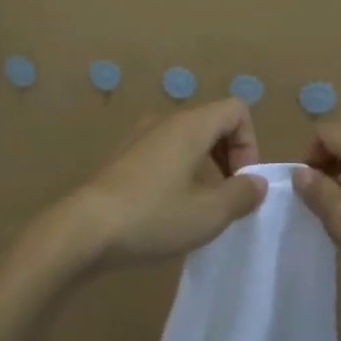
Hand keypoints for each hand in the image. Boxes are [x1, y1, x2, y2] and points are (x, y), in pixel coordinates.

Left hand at [71, 100, 267, 270]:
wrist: (84, 229)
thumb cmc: (153, 217)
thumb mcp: (209, 214)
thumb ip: (241, 195)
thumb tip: (256, 182)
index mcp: (189, 125)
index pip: (236, 110)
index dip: (250, 144)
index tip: (243, 182)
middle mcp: (164, 121)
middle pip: (211, 123)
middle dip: (229, 157)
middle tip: (228, 198)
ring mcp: (138, 137)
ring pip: (186, 140)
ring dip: (204, 167)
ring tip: (201, 207)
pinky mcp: (121, 158)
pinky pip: (163, 154)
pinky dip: (178, 173)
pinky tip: (169, 210)